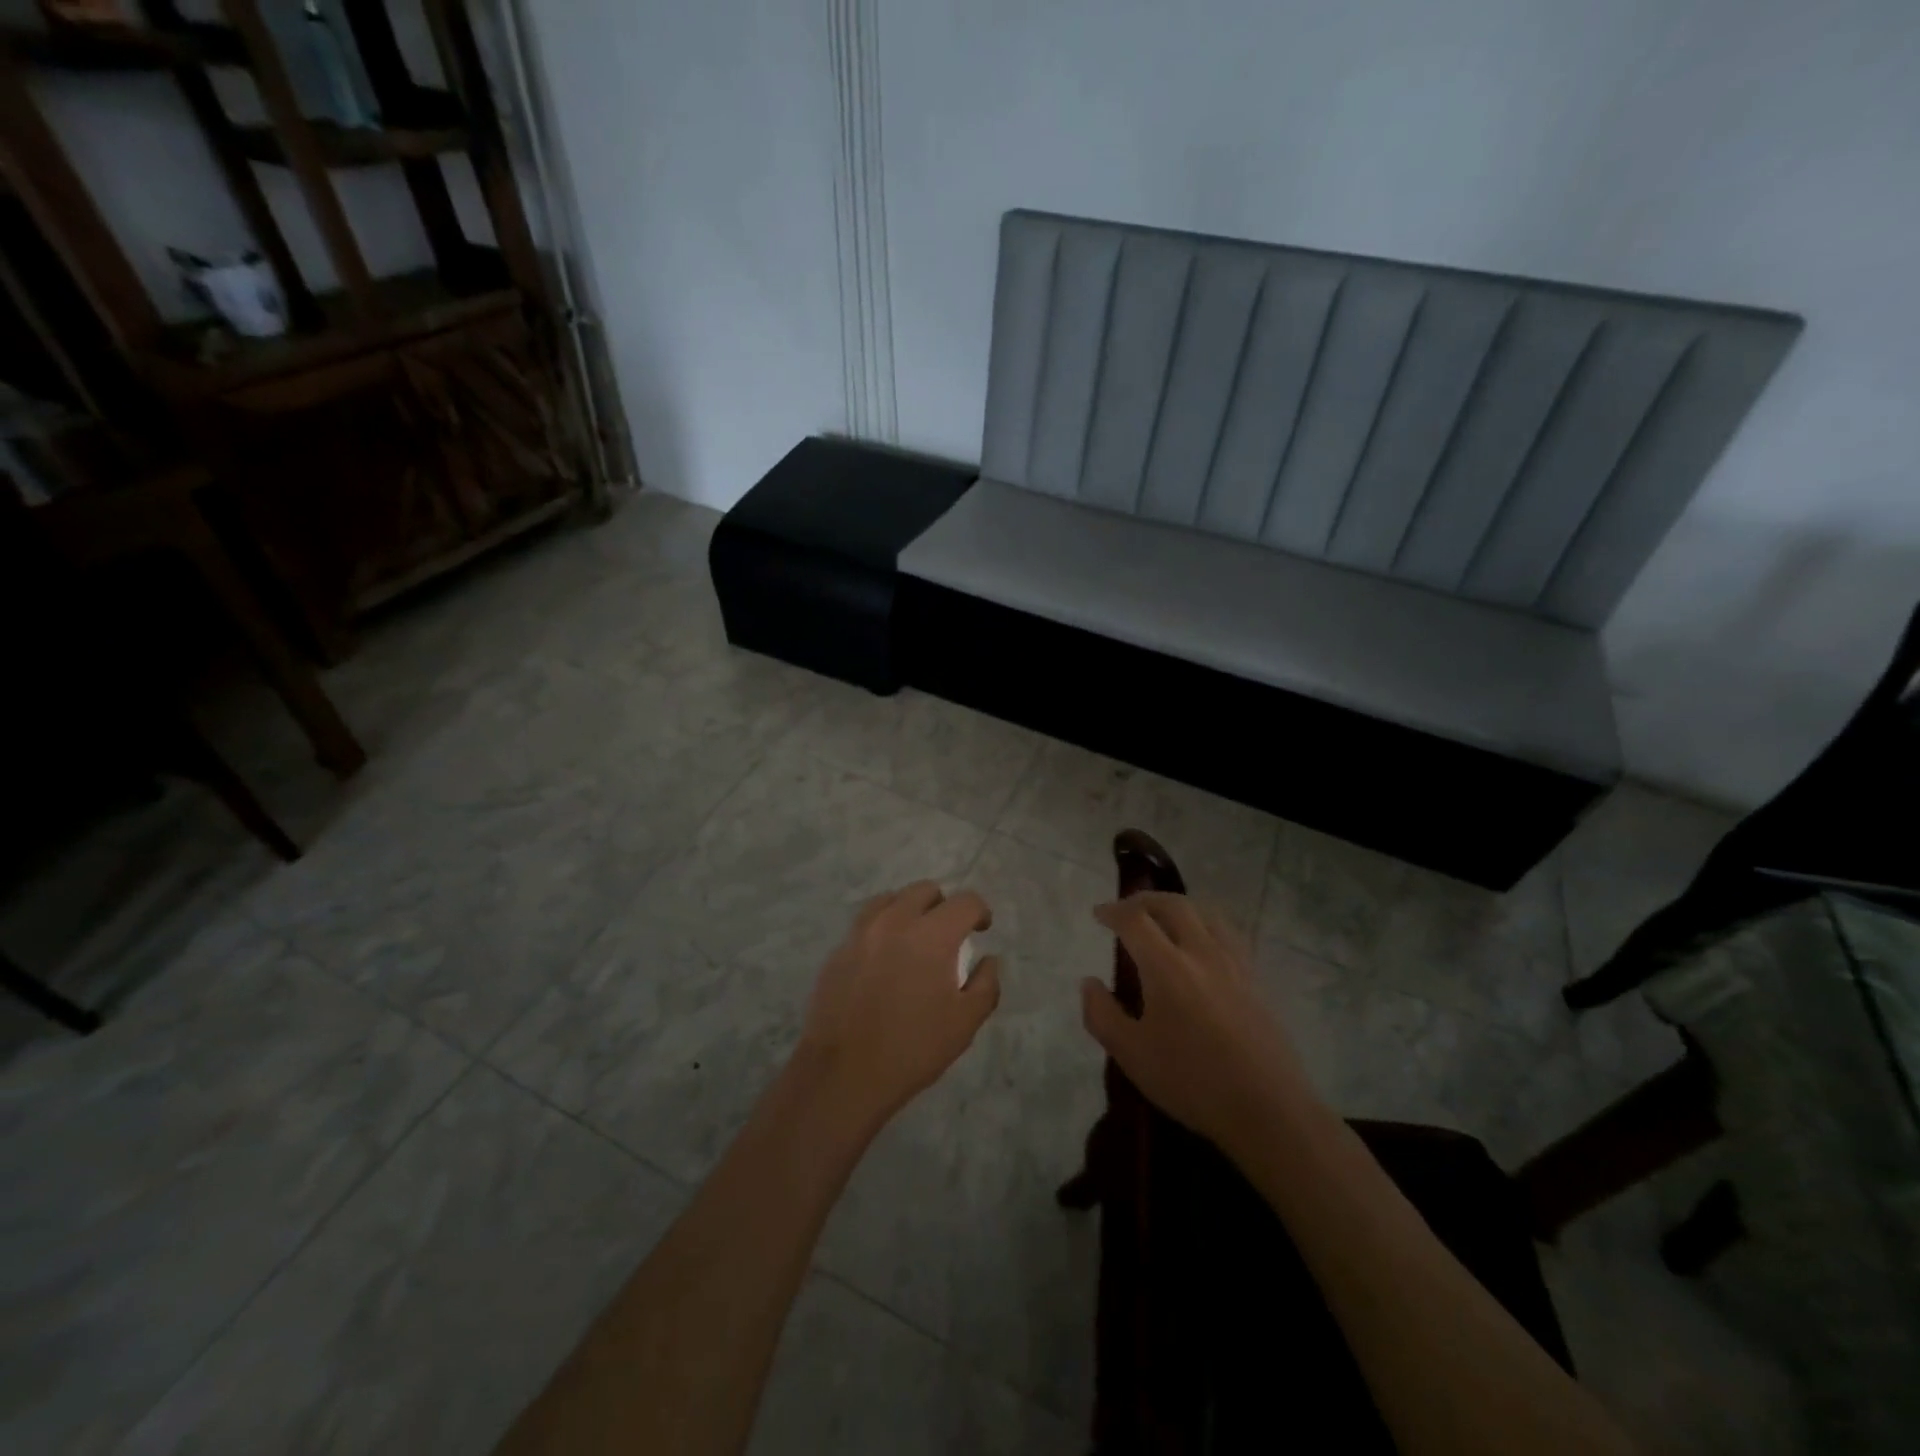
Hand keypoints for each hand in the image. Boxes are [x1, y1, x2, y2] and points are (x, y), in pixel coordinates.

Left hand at [796, 881, 1001, 1131]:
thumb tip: (988, 961)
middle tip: (948, 934)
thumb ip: (985, 985)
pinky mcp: (838, 950)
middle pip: (924, 890)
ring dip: (909, 910)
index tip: (981, 929)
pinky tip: (883, 959)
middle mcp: (895, 921)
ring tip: (913, 939)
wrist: (843, 1074)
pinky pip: (865, 923)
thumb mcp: (964, 1024)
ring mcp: (861, 933)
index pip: (964, 902)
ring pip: (890, 900)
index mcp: (932, 935)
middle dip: (943, 906)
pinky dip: (881, 929)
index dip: (980, 912)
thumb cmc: (912, 1049)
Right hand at [1081, 893, 1318, 1153]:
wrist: (1269, 1110)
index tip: (1098, 914)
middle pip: (1173, 905)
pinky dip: (1205, 926)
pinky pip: (1227, 934)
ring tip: (1163, 922)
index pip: (1135, 920)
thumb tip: (1089, 983)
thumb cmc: (1192, 1082)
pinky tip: (1201, 947)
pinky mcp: (1255, 979)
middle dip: (1144, 900)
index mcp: (1167, 967)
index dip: (1113, 911)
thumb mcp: (1131, 1055)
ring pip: (1205, 914)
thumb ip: (1102, 1014)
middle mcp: (1202, 953)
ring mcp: (1234, 964)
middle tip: (1126, 911)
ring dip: (1177, 908)